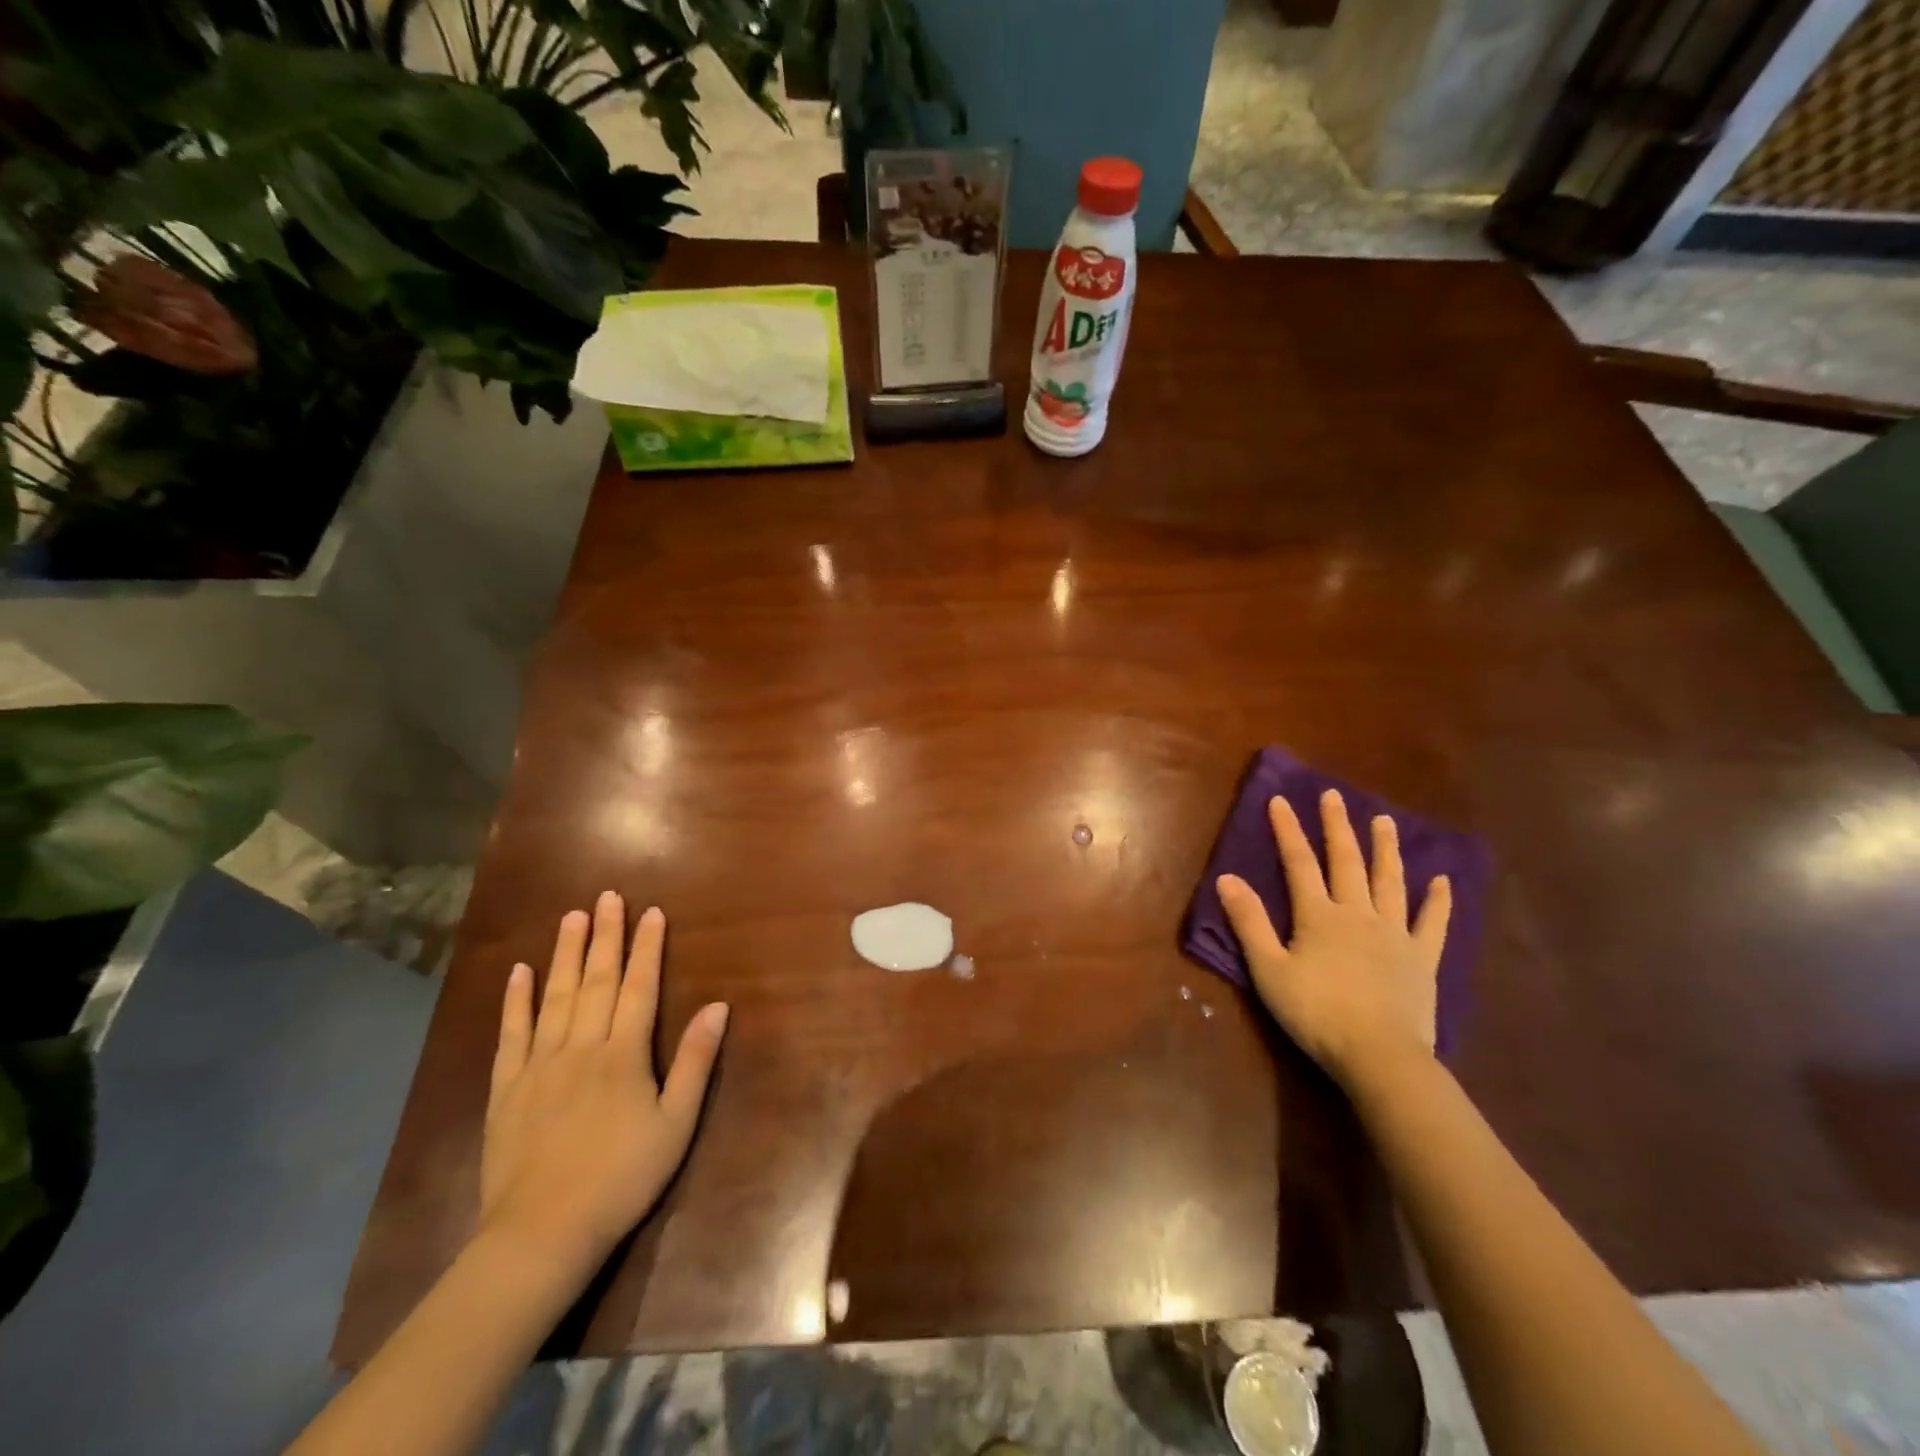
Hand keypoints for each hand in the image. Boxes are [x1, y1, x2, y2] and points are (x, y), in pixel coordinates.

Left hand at [478, 892, 727, 1270]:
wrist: (541, 1234)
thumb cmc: (621, 1177)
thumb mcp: (675, 1123)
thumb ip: (694, 1061)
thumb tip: (717, 1006)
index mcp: (623, 1054)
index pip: (638, 987)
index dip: (647, 948)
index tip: (651, 912)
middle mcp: (581, 1047)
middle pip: (596, 981)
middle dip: (605, 936)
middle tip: (607, 897)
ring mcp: (539, 1065)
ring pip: (555, 997)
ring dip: (565, 954)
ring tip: (571, 917)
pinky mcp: (507, 1088)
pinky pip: (512, 1034)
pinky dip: (516, 1001)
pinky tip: (519, 972)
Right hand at [1217, 789, 1450, 1090]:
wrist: (1379, 1055)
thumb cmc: (1316, 1012)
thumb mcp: (1268, 969)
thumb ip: (1249, 922)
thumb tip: (1226, 878)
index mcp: (1318, 915)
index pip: (1298, 863)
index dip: (1287, 830)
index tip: (1280, 800)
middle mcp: (1357, 913)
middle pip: (1346, 861)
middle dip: (1337, 826)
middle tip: (1335, 796)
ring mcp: (1394, 933)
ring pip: (1389, 881)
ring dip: (1385, 849)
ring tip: (1384, 820)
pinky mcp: (1422, 958)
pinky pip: (1432, 922)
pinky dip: (1438, 900)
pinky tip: (1442, 879)